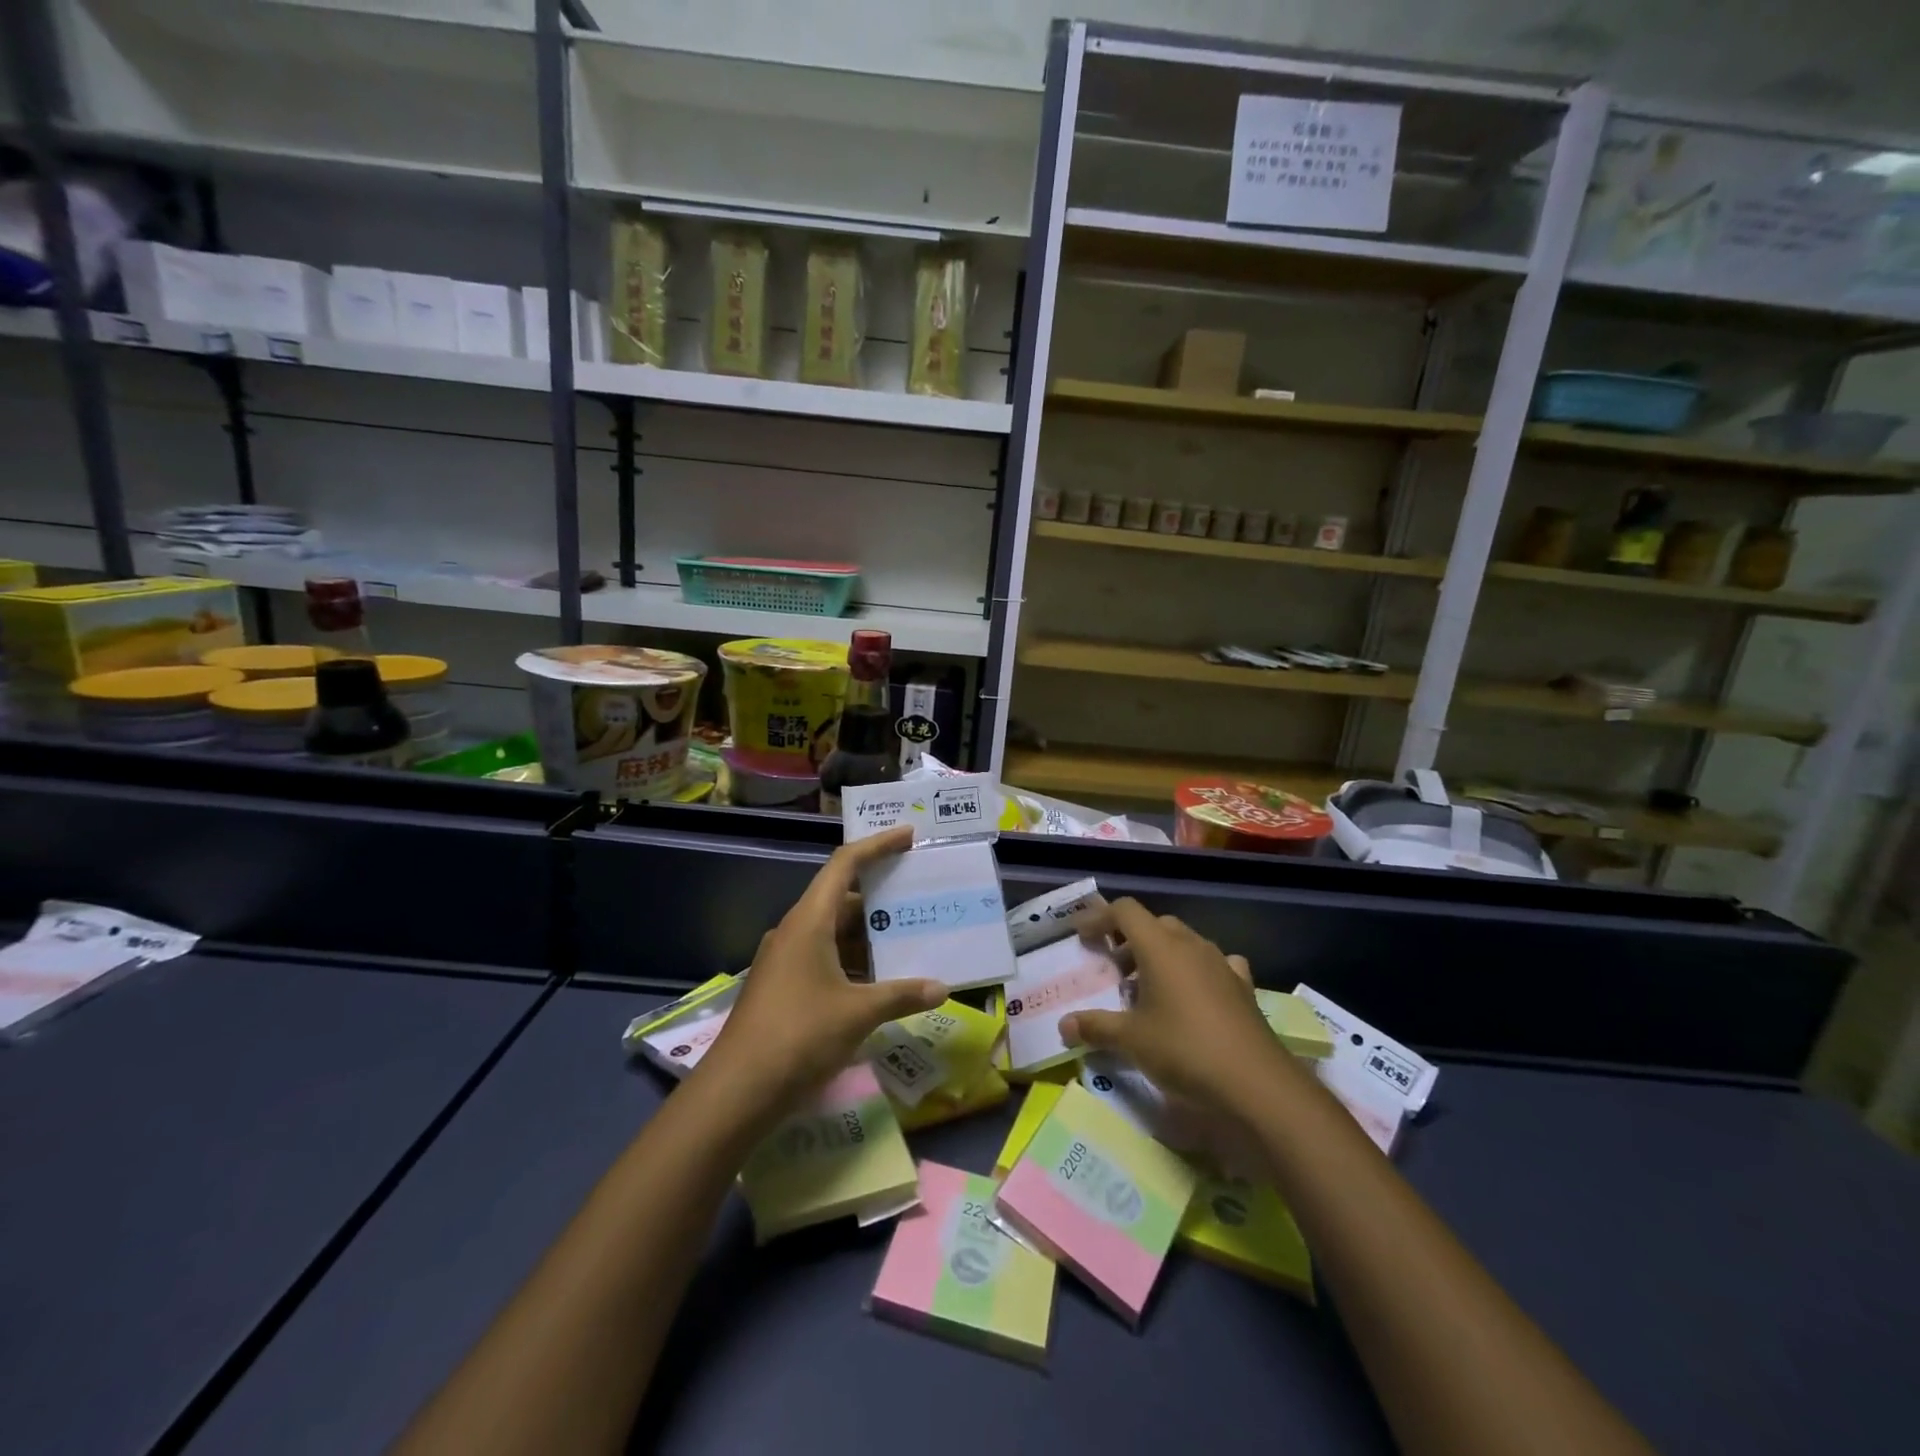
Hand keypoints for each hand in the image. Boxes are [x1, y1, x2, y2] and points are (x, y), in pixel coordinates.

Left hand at [697, 825, 944, 1118]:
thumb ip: (902, 996)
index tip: (908, 836)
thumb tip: (942, 989)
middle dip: (880, 898)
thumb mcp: (857, 1013)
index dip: (877, 845)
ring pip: (833, 933)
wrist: (737, 1091)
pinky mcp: (783, 988)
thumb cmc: (799, 1036)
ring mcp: (786, 961)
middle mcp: (795, 931)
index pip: (844, 864)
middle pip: (841, 898)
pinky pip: (825, 959)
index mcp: (809, 921)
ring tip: (909, 938)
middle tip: (918, 898)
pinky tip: (881, 981)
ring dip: (868, 936)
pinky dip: (854, 962)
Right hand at [1059, 898, 1287, 1120]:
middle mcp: (1191, 945)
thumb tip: (1064, 1025)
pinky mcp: (1243, 987)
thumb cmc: (1185, 1050)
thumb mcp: (1132, 1040)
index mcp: (1160, 946)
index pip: (1125, 911)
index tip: (1082, 937)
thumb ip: (1095, 1027)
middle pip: (1154, 924)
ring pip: (1184, 942)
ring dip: (1161, 955)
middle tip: (1112, 968)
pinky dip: (1196, 972)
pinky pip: (1213, 965)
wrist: (1256, 1083)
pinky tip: (1193, 995)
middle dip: (1129, 939)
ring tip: (1147, 987)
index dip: (1100, 917)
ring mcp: (1221, 963)